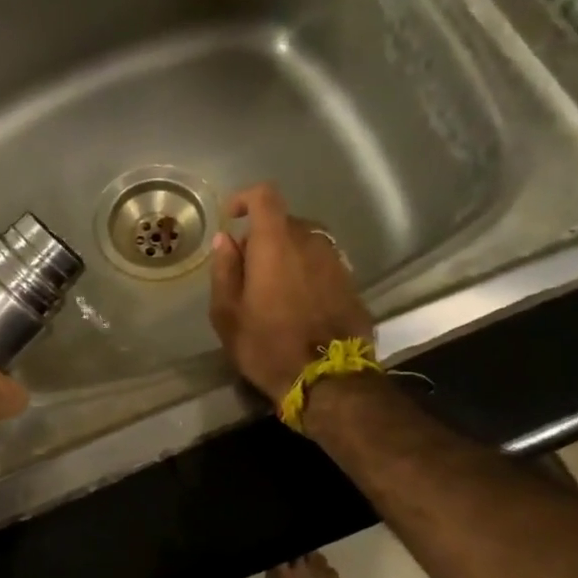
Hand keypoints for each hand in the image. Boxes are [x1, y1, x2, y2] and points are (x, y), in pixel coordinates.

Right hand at [208, 183, 374, 404]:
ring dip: (287, 255)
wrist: (328, 381)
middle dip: (263, 236)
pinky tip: (298, 303)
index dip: (246, 198)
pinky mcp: (352, 284)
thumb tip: (226, 240)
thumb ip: (225, 270)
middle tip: (247, 269)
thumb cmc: (266, 347)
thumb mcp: (227, 314)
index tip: (232, 216)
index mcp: (276, 245)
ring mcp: (337, 262)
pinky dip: (307, 272)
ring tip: (273, 288)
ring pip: (307, 243)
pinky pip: (323, 264)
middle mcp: (311, 243)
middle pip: (285, 222)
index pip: (265, 196)